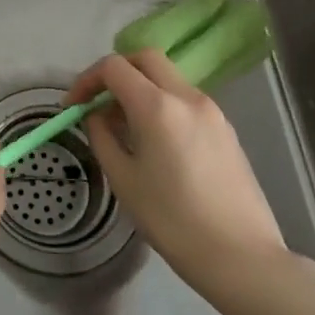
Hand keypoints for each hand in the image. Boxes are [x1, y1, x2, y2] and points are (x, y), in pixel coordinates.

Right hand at [67, 50, 287, 300]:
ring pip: (168, 77)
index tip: (73, 106)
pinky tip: (154, 139)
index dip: (87, 80)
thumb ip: (102, 136)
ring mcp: (212, 111)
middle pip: (145, 58)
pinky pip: (185, 99)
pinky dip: (162, 103)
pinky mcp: (226, 129)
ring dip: (140, 87)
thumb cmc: (172, 220)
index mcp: (157, 106)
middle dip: (116, 72)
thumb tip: (96, 116)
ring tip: (124, 125)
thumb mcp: (123, 178)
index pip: (114, 67)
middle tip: (98, 101)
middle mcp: (187, 97)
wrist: (241, 256)